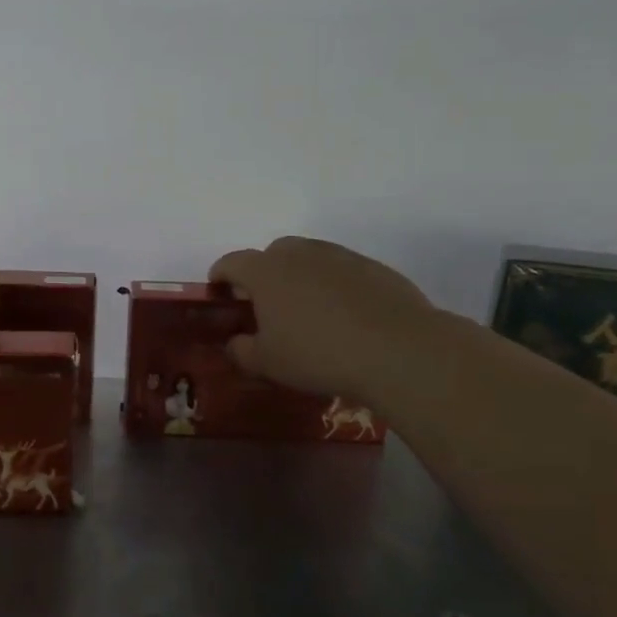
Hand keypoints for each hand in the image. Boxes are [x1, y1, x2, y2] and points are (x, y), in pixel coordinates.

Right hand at [208, 237, 435, 402]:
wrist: (397, 350)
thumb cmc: (317, 355)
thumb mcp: (267, 363)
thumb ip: (242, 350)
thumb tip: (236, 341)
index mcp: (266, 272)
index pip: (231, 262)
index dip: (220, 276)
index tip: (219, 292)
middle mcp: (300, 254)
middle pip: (272, 253)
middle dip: (263, 273)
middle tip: (265, 304)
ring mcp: (340, 257)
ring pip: (309, 258)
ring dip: (299, 276)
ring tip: (305, 310)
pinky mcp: (374, 268)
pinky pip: (341, 270)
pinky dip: (332, 285)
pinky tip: (342, 315)